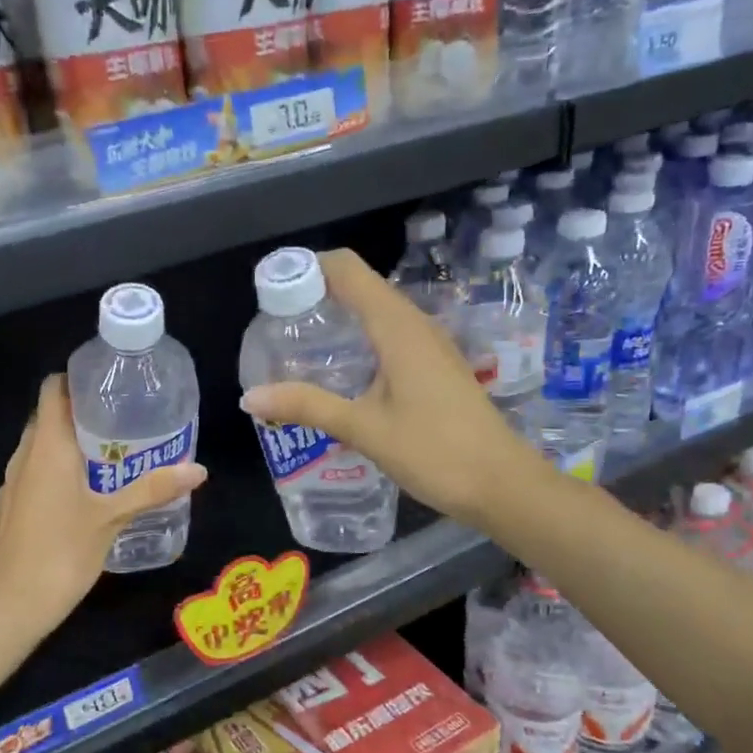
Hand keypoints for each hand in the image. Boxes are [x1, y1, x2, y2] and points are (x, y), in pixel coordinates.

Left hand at [0, 375, 206, 631]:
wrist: (14, 604)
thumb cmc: (64, 552)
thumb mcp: (112, 518)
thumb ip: (152, 489)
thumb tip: (198, 469)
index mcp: (47, 447)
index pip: (52, 390)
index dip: (75, 381)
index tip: (106, 389)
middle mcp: (23, 457)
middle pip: (46, 418)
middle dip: (78, 417)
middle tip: (118, 427)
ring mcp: (9, 485)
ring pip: (37, 450)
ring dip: (65, 449)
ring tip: (103, 462)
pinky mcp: (4, 510)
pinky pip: (30, 478)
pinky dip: (50, 476)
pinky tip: (74, 500)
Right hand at [239, 249, 550, 527]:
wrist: (502, 484)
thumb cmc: (434, 451)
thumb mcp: (363, 429)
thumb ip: (307, 406)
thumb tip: (250, 397)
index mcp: (397, 327)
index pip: (348, 269)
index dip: (307, 268)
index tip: (271, 290)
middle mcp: (415, 324)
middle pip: (360, 285)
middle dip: (315, 293)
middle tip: (275, 323)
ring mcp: (429, 344)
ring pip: (376, 310)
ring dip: (337, 315)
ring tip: (297, 343)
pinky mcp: (434, 366)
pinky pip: (388, 334)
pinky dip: (358, 337)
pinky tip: (338, 370)